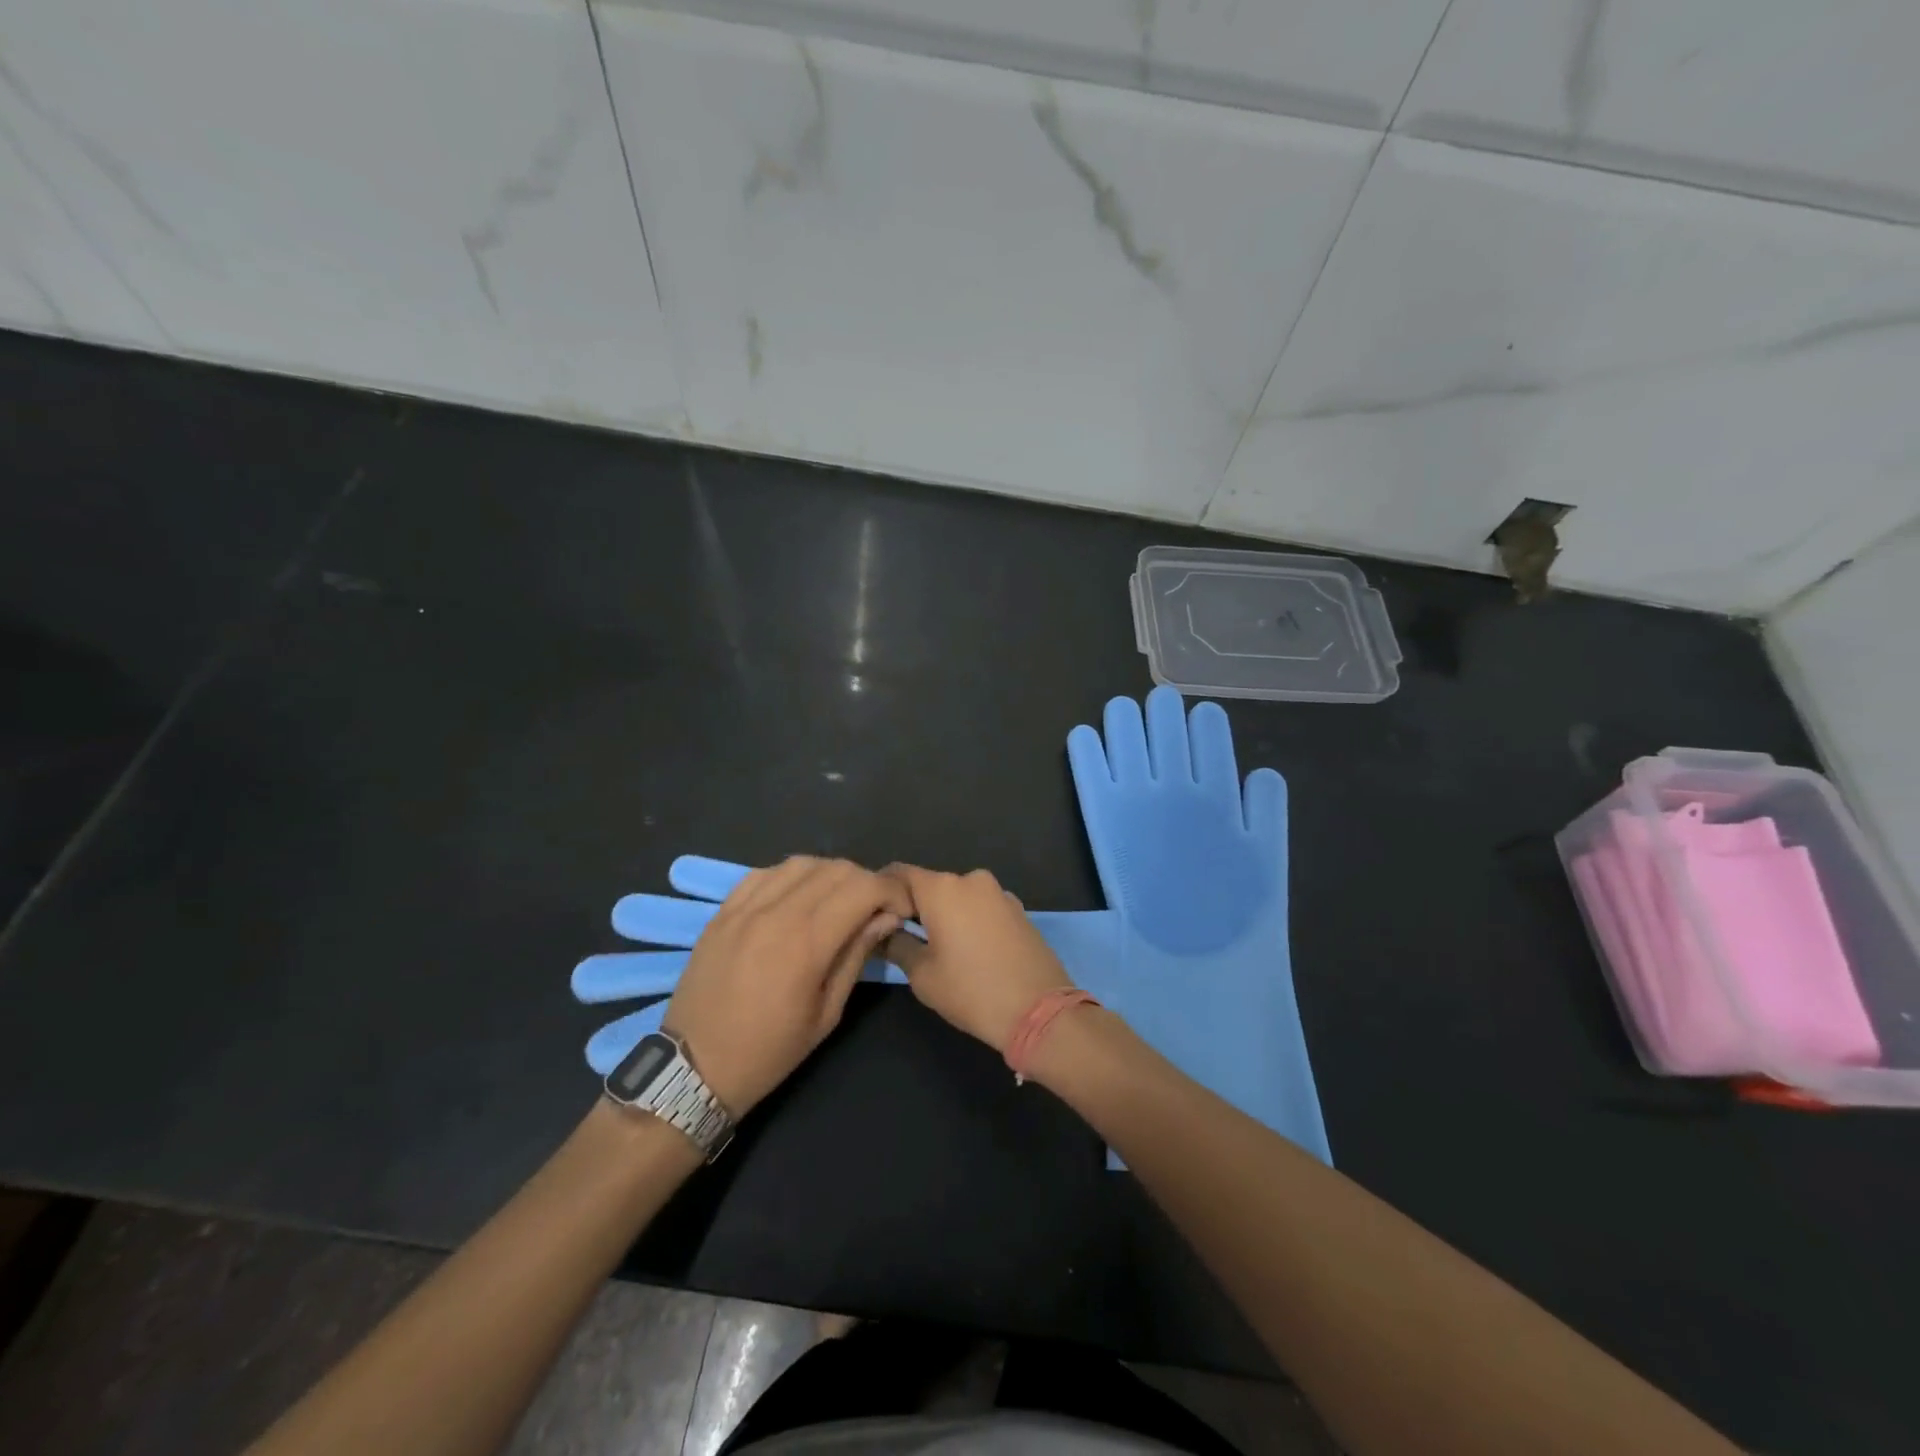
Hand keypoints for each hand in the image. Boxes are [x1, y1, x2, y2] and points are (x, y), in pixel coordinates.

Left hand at [663, 856, 910, 1114]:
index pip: (864, 887)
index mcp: (808, 941)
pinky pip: (766, 872)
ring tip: (835, 902)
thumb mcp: (827, 1013)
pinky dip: (791, 877)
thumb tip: (886, 918)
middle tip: (873, 910)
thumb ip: (856, 956)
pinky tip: (796, 899)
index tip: (900, 910)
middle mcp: (777, 912)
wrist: (694, 1068)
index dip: (892, 891)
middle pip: (837, 869)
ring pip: (802, 863)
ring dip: (830, 875)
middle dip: (866, 883)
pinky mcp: (723, 910)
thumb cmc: (769, 1051)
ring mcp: (746, 907)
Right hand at [882, 864, 1072, 1051]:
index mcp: (942, 888)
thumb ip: (896, 943)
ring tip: (933, 946)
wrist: (1040, 1011)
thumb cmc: (972, 991)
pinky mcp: (1017, 909)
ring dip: (942, 914)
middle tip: (897, 936)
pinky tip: (966, 949)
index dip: (881, 891)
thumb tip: (881, 930)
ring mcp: (999, 893)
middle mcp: (971, 879)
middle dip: (912, 906)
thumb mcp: (922, 974)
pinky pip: (980, 907)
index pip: (898, 874)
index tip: (870, 914)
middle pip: (930, 885)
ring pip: (957, 896)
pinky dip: (967, 920)